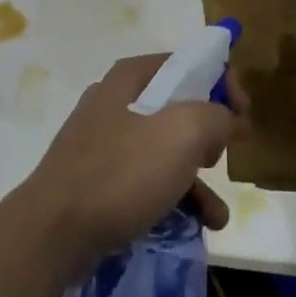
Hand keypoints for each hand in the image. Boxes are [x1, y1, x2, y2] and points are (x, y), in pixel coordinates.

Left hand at [16, 55, 238, 279]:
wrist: (52, 233)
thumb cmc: (122, 172)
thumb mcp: (184, 133)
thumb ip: (218, 116)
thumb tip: (232, 117)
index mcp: (131, 78)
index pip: (188, 62)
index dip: (223, 83)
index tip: (243, 114)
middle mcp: (116, 102)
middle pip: (178, 106)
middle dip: (209, 134)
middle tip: (221, 157)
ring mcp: (103, 143)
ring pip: (165, 149)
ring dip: (198, 178)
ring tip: (218, 213)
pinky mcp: (98, 181)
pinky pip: (146, 180)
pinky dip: (174, 197)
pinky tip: (197, 225)